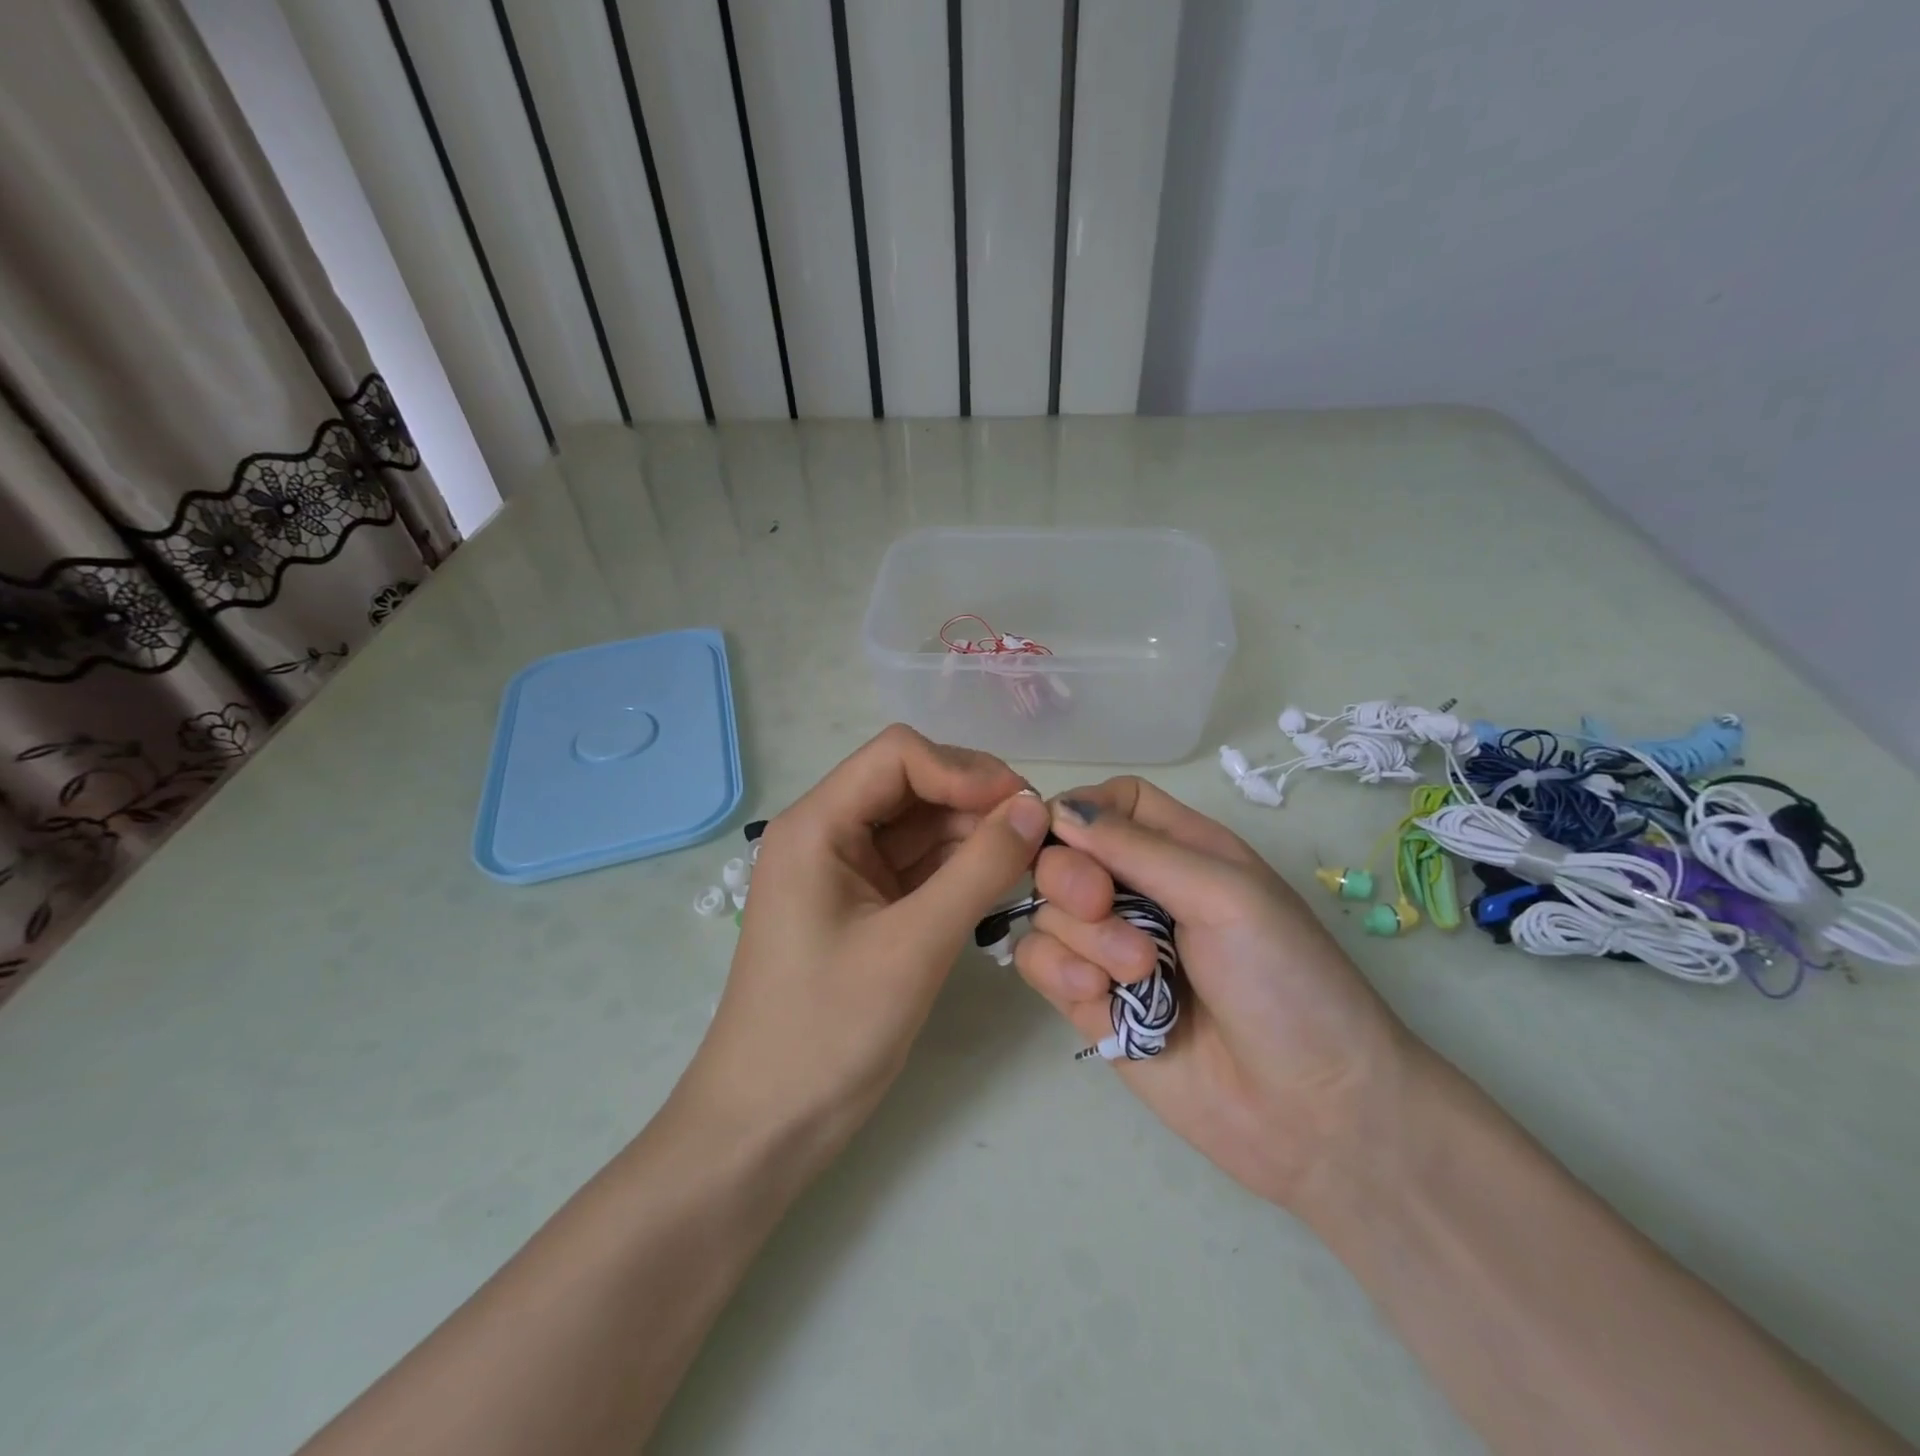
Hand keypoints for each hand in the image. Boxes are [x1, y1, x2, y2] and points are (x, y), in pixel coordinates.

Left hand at [677, 725, 1051, 1171]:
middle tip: (1039, 835)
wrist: (768, 1125)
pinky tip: (1002, 880)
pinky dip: (961, 867)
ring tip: (1031, 858)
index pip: (898, 755)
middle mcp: (829, 833)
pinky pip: (921, 866)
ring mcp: (847, 871)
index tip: (1021, 807)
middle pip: (913, 784)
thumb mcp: (914, 945)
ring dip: (975, 833)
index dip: (963, 770)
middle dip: (976, 799)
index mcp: (817, 825)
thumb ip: (979, 869)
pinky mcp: (866, 906)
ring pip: (922, 825)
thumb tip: (1036, 807)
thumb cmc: (828, 1031)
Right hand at [1013, 777, 1420, 1209]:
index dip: (1077, 810)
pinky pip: (1039, 963)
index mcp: (1180, 851)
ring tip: (1139, 975)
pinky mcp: (1089, 1000)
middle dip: (1070, 878)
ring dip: (1082, 937)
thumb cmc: (1286, 980)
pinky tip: (1100, 998)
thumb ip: (1137, 848)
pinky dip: (1060, 972)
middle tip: (1103, 906)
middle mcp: (1138, 892)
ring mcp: (1109, 949)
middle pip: (1062, 854)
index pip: (1107, 804)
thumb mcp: (1225, 894)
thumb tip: (1056, 808)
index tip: (1061, 833)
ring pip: (1046, 911)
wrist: (1311, 1112)